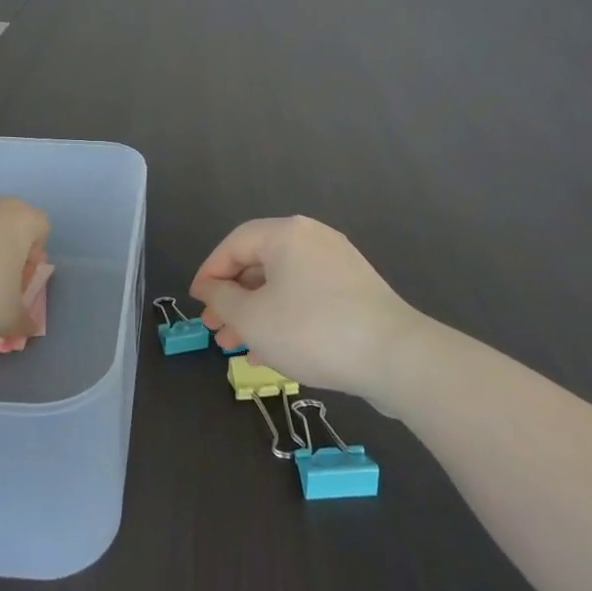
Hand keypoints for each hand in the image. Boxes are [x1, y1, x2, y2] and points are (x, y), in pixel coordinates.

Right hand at [190, 216, 422, 401]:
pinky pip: (307, 298)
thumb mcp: (252, 318)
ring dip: (255, 313)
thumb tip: (211, 289)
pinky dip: (284, 318)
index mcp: (286, 234)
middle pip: (259, 263)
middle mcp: (313, 239)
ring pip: (283, 285)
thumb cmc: (311, 329)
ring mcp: (339, 265)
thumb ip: (222, 299)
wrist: (395, 357)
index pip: (234, 243)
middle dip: (232, 298)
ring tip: (236, 347)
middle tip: (214, 329)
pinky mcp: (356, 292)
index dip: (209, 272)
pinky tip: (271, 353)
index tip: (196, 302)